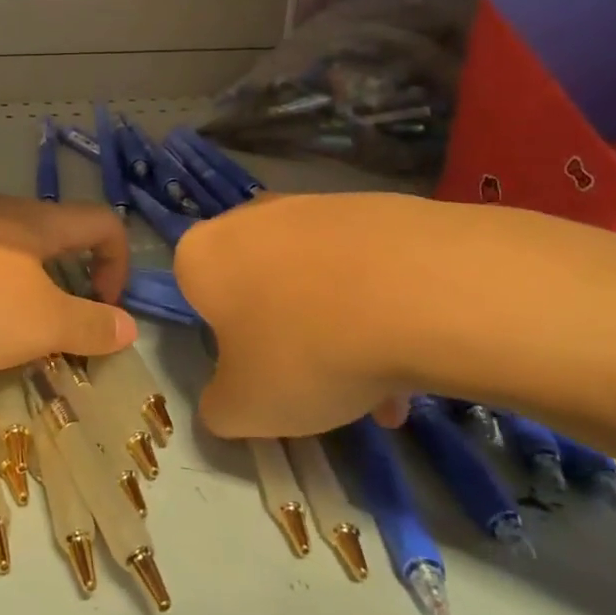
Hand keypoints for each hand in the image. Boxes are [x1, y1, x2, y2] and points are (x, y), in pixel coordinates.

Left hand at [0, 173, 136, 369]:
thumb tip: (127, 325)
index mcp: (36, 224)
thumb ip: (88, 325)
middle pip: (43, 225)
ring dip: (0, 256)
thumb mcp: (39, 325)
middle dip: (56, 267)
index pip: (100, 222)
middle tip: (42, 319)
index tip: (102, 307)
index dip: (116, 261)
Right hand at [177, 192, 477, 436]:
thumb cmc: (306, 349)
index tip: (262, 375)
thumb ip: (219, 407)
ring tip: (386, 387)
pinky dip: (378, 305)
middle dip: (287, 337)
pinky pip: (361, 266)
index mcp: (202, 255)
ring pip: (314, 280)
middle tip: (322, 387)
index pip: (197, 298)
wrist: (418, 290)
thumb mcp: (246, 408)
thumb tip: (226, 400)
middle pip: (260, 288)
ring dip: (338, 330)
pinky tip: (414, 353)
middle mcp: (249, 218)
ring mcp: (312, 206)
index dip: (228, 343)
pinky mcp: (371, 206)